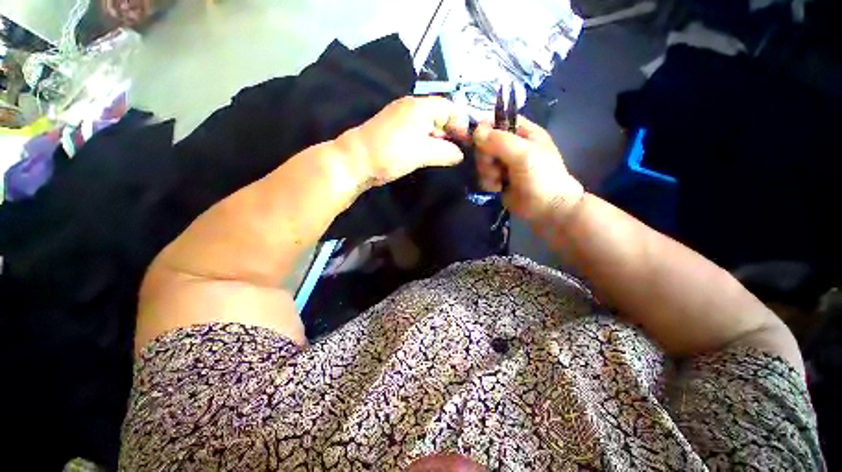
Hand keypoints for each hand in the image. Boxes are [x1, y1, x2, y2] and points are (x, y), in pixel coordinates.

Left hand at [334, 97, 466, 190]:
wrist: (356, 161)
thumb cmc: (392, 153)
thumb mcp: (423, 153)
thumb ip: (446, 152)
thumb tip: (460, 155)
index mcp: (420, 106)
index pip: (450, 108)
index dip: (461, 125)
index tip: (467, 144)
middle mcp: (412, 108)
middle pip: (440, 116)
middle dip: (452, 134)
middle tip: (459, 153)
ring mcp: (402, 120)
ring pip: (429, 127)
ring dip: (440, 141)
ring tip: (447, 158)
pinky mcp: (396, 132)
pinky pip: (418, 135)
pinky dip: (428, 144)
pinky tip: (431, 157)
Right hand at [473, 117, 584, 223]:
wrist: (547, 209)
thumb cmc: (541, 177)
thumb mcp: (523, 154)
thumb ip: (499, 141)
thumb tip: (475, 131)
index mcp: (524, 132)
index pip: (499, 120)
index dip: (485, 127)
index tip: (475, 138)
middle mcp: (512, 146)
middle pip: (485, 142)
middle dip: (486, 156)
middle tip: (494, 166)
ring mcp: (504, 164)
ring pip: (482, 160)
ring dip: (487, 172)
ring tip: (499, 181)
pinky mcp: (498, 179)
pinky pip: (483, 175)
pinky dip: (488, 182)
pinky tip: (497, 188)